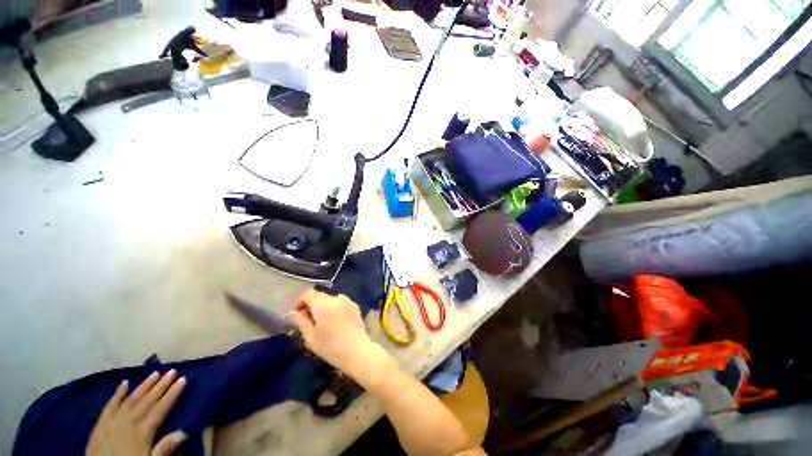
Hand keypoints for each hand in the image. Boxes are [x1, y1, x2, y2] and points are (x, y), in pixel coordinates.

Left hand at [86, 370, 186, 455]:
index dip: (172, 394)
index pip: (160, 409)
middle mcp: (128, 423)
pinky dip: (117, 394)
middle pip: (146, 401)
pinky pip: (109, 406)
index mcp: (142, 432)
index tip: (184, 379)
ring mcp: (112, 422)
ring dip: (144, 386)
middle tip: (172, 371)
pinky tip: (124, 384)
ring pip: (130, 400)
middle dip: (160, 385)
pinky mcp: (100, 425)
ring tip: (155, 373)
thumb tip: (184, 431)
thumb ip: (163, 449)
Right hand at [292, 290, 395, 378]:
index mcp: (323, 304)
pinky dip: (335, 307)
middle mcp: (335, 298)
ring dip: (324, 305)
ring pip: (331, 298)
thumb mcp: (310, 337)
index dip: (300, 301)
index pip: (308, 294)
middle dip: (312, 304)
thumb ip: (301, 321)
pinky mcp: (355, 306)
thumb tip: (295, 313)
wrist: (356, 350)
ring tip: (323, 320)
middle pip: (320, 295)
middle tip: (309, 319)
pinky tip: (336, 320)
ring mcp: (347, 301)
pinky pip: (341, 302)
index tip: (298, 314)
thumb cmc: (330, 346)